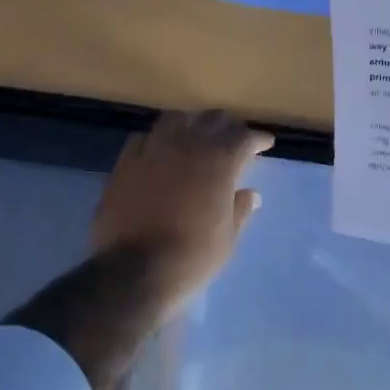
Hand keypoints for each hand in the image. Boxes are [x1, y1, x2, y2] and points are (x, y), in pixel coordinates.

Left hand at [92, 110, 273, 314]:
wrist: (135, 270)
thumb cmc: (192, 257)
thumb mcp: (228, 238)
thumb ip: (240, 210)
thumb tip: (251, 194)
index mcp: (218, 163)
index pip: (243, 137)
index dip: (257, 138)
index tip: (265, 143)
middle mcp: (186, 147)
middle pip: (211, 120)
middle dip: (226, 125)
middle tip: (233, 136)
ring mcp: (152, 151)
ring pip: (175, 120)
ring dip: (191, 123)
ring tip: (196, 135)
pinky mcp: (125, 163)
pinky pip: (143, 138)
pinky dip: (157, 139)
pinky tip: (159, 150)